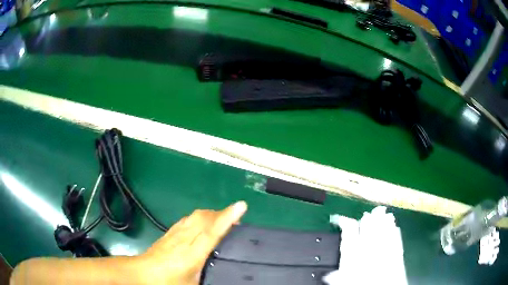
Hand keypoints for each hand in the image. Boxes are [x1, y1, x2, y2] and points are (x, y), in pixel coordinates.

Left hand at [138, 201, 247, 284]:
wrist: (141, 273)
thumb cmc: (168, 282)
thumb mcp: (193, 284)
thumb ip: (208, 275)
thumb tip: (222, 274)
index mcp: (192, 254)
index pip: (212, 232)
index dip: (227, 218)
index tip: (241, 206)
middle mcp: (185, 239)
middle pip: (204, 218)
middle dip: (222, 213)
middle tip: (236, 218)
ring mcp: (175, 233)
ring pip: (195, 216)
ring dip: (211, 214)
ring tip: (221, 220)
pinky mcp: (169, 232)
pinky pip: (187, 219)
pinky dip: (199, 217)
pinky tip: (201, 223)